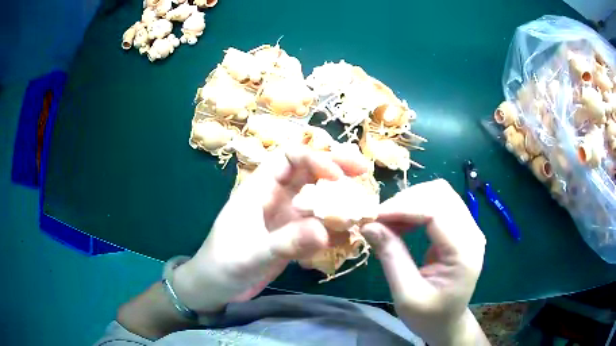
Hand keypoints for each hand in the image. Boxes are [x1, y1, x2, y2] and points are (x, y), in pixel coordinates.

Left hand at [173, 146, 368, 312]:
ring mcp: (284, 219)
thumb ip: (286, 243)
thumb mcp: (252, 254)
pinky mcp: (290, 238)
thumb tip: (325, 231)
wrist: (214, 288)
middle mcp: (274, 198)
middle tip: (364, 172)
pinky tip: (348, 237)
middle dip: (336, 171)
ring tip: (362, 212)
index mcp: (259, 189)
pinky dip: (333, 229)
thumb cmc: (223, 266)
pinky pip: (317, 226)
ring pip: (316, 200)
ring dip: (338, 202)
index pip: (288, 157)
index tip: (337, 175)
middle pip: (308, 174)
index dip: (314, 158)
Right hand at [360, 179, 487, 345]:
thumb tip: (368, 225)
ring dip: (410, 201)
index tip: (373, 217)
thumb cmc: (429, 316)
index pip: (437, 211)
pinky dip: (416, 207)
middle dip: (405, 200)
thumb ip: (391, 257)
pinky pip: (438, 204)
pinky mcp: (460, 229)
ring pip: (439, 193)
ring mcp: (469, 228)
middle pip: (440, 194)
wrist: (448, 323)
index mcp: (465, 252)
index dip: (403, 208)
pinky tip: (401, 223)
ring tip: (387, 221)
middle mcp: (472, 233)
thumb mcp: (406, 295)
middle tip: (378, 220)